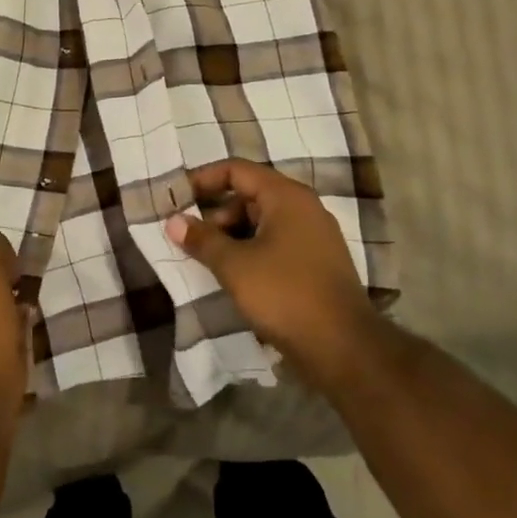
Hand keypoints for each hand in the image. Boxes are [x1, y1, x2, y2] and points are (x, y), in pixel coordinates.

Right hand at [164, 159, 379, 386]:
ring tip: (210, 261)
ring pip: (263, 222)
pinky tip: (236, 277)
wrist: (343, 347)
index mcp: (286, 197)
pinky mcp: (317, 263)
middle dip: (217, 213)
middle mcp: (304, 208)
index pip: (237, 170)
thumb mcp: (234, 266)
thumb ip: (202, 239)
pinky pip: (277, 243)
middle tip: (193, 239)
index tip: (177, 198)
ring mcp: (315, 236)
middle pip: (250, 195)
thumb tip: (173, 220)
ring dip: (233, 235)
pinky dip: (252, 251)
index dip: (203, 179)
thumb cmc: (284, 294)